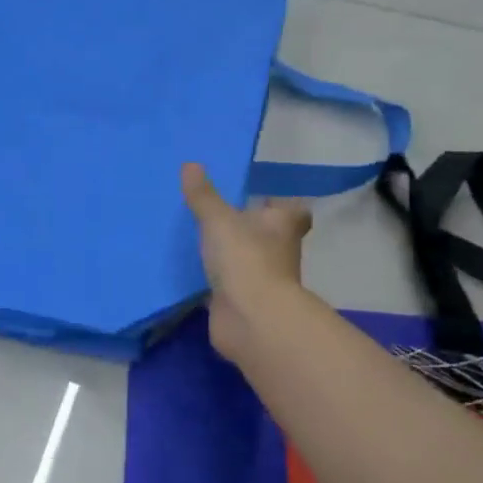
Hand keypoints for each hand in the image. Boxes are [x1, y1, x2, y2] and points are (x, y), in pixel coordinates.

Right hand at [181, 162, 311, 359]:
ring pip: (249, 260)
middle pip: (270, 235)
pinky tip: (195, 273)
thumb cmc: (244, 258)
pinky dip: (217, 281)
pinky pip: (230, 286)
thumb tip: (190, 164)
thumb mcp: (218, 220)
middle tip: (220, 215)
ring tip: (202, 241)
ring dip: (232, 255)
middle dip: (250, 228)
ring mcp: (264, 279)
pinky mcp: (244, 302)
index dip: (278, 203)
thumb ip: (203, 195)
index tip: (259, 197)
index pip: (291, 209)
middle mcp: (280, 250)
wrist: (251, 318)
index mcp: (282, 224)